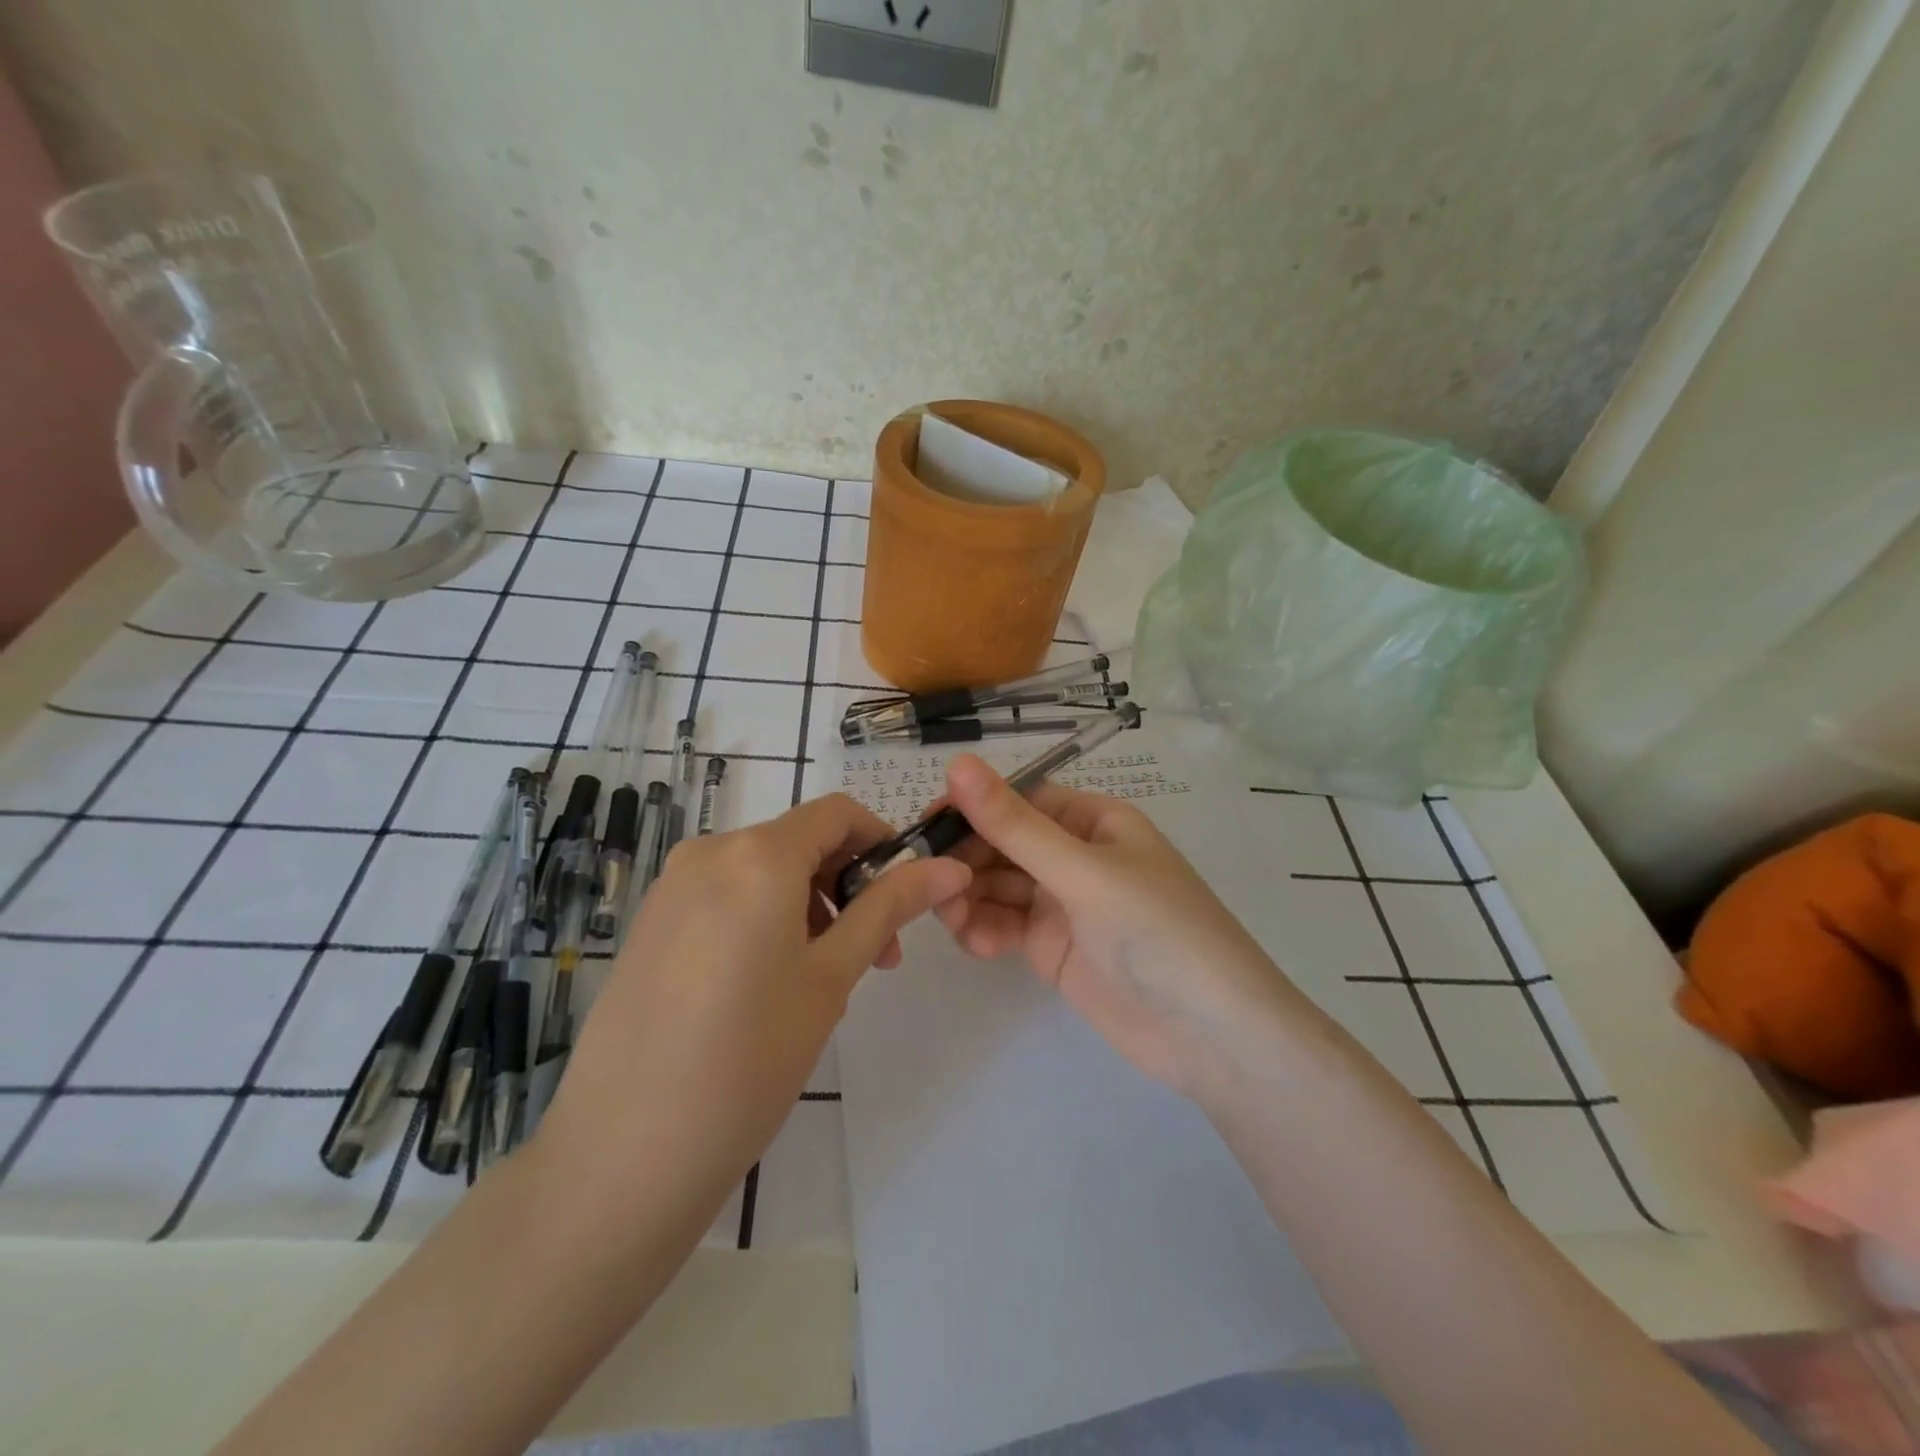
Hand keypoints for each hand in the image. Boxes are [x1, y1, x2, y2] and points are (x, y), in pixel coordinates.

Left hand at [534, 795, 970, 1216]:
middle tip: (874, 957)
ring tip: (821, 984)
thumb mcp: (832, 976)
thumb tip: (949, 867)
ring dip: (807, 907)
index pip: (837, 812)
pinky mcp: (649, 924)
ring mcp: (671, 888)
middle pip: (798, 843)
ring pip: (761, 873)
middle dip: (846, 886)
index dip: (880, 842)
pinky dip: (762, 920)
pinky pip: (724, 898)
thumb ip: (889, 907)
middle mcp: (708, 852)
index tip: (903, 896)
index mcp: (758, 854)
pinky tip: (765, 990)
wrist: (625, 1151)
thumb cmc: (750, 1057)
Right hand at [935, 754, 1300, 1097]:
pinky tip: (976, 943)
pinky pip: (1006, 925)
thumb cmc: (1157, 931)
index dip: (973, 808)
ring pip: (998, 886)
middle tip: (927, 880)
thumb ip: (1015, 825)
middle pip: (1004, 844)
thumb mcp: (1083, 872)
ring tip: (949, 915)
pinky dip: (985, 930)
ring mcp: (1063, 904)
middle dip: (966, 858)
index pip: (1020, 800)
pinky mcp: (1052, 948)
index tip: (926, 824)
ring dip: (969, 895)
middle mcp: (1075, 856)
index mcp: (1094, 820)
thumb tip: (956, 763)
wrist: (1212, 1036)